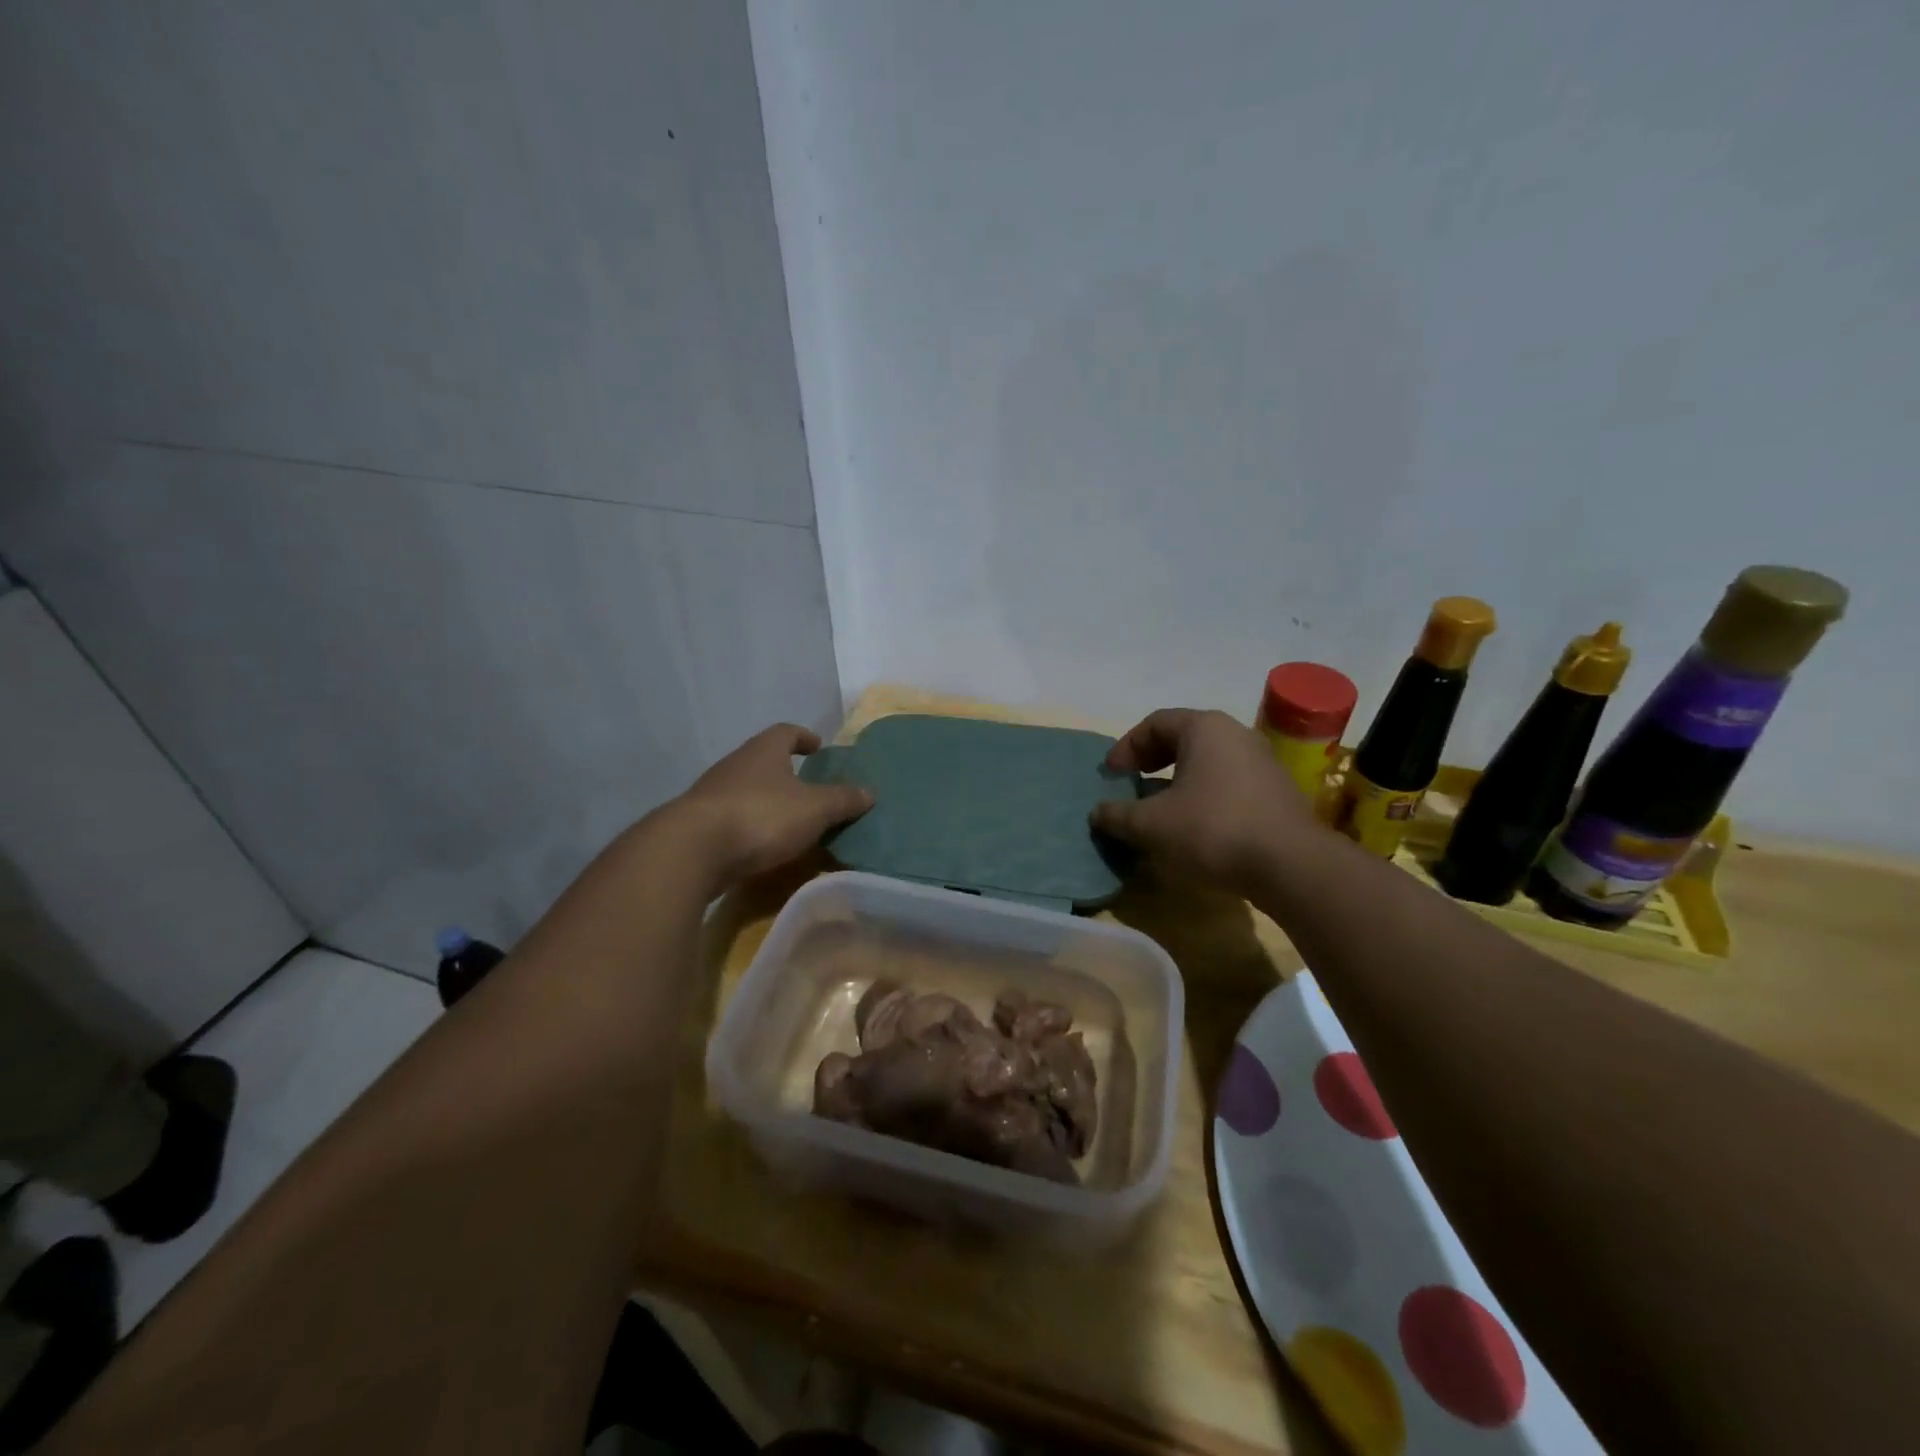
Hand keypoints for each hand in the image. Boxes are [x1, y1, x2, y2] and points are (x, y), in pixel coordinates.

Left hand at [674, 723, 872, 885]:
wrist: (693, 850)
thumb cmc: (761, 816)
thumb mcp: (814, 809)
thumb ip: (842, 800)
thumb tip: (869, 791)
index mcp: (763, 751)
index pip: (785, 732)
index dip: (804, 737)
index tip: (818, 747)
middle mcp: (735, 765)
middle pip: (763, 760)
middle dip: (786, 772)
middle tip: (809, 788)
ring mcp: (712, 794)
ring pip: (746, 790)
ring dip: (767, 801)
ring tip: (790, 822)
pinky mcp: (698, 825)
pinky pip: (733, 819)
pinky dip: (750, 827)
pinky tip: (763, 846)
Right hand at [1090, 709, 1322, 896]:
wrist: (1291, 866)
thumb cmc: (1212, 829)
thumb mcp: (1151, 824)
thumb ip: (1117, 815)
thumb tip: (1098, 812)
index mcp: (1204, 728)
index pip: (1155, 722)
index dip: (1126, 746)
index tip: (1111, 775)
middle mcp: (1236, 734)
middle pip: (1183, 739)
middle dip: (1151, 762)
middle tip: (1131, 785)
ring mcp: (1262, 762)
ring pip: (1207, 763)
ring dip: (1177, 783)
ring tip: (1159, 811)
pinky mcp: (1277, 793)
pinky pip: (1228, 784)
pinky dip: (1203, 798)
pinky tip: (1193, 828)